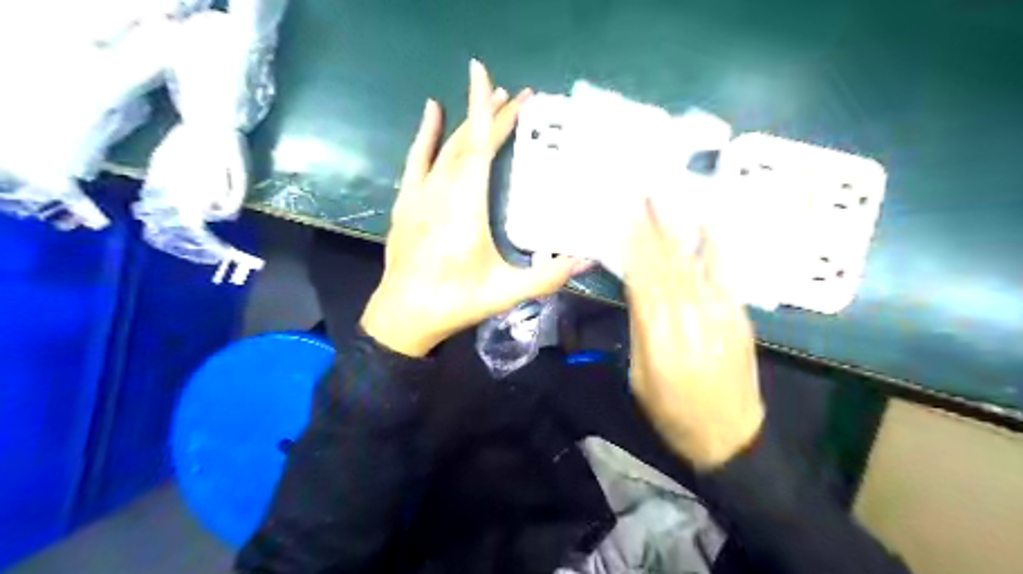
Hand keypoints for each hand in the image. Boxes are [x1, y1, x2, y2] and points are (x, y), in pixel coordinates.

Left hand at [359, 60, 588, 359]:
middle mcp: (442, 192)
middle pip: (469, 143)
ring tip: (491, 101)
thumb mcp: (506, 292)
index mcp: (466, 208)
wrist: (403, 314)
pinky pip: (417, 160)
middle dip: (492, 117)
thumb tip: (588, 260)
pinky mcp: (407, 203)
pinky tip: (433, 111)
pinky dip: (426, 135)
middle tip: (519, 98)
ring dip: (468, 122)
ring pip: (446, 148)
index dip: (486, 111)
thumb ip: (548, 275)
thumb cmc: (456, 302)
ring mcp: (420, 195)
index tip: (488, 76)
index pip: (479, 147)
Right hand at [628, 199, 762, 468]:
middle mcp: (690, 316)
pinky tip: (708, 222)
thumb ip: (640, 328)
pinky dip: (714, 246)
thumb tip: (637, 289)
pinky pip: (724, 274)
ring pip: (692, 263)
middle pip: (667, 264)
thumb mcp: (640, 375)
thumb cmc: (672, 412)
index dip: (634, 244)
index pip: (643, 278)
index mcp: (659, 335)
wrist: (729, 435)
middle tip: (642, 192)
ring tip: (668, 197)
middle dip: (654, 226)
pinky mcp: (738, 316)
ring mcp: (719, 313)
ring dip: (678, 228)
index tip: (625, 214)